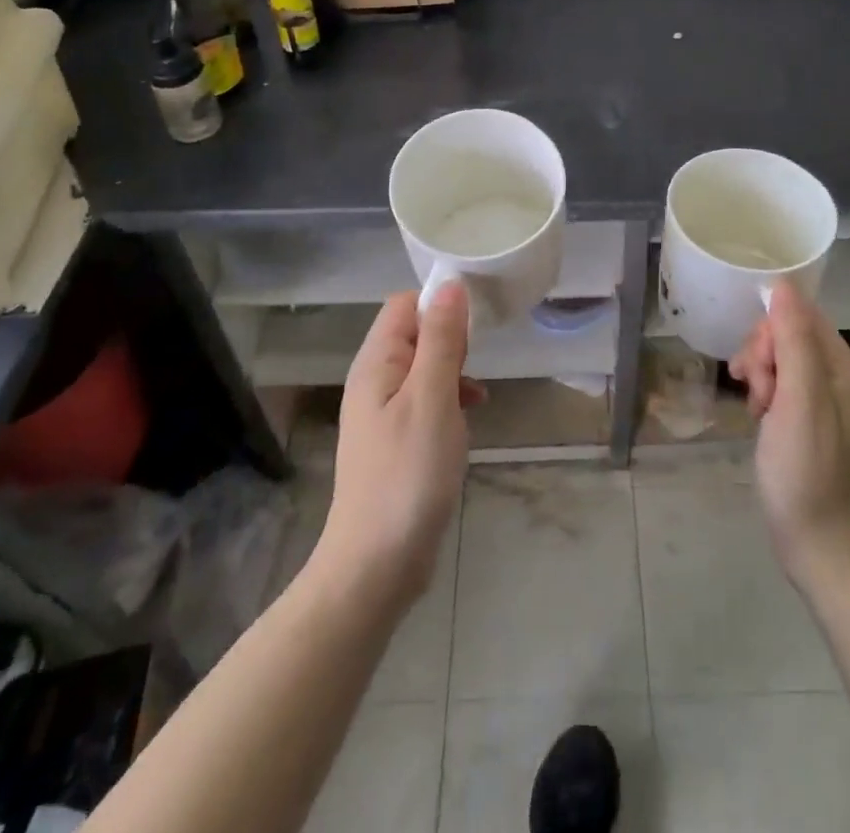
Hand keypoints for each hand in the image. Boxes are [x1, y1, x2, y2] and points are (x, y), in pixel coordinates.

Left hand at [315, 284, 482, 607]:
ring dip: (453, 371)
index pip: (404, 305)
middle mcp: (374, 380)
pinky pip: (426, 399)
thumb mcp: (432, 398)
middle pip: (415, 333)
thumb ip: (441, 340)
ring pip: (424, 367)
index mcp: (375, 363)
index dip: (439, 302)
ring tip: (475, 397)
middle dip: (450, 339)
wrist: (376, 565)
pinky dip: (449, 400)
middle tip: (476, 364)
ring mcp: (383, 412)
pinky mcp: (396, 440)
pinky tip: (468, 418)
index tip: (475, 321)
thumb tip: (450, 284)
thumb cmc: (407, 474)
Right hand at [729, 279, 849, 593]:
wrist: (825, 555)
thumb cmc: (808, 476)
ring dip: (761, 378)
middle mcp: (843, 382)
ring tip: (756, 411)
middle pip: (791, 338)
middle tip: (756, 395)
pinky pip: (785, 392)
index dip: (770, 332)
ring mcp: (830, 408)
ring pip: (784, 364)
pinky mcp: (815, 429)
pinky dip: (767, 400)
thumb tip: (783, 285)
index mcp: (846, 371)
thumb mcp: (799, 403)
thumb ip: (794, 341)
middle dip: (763, 357)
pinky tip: (760, 422)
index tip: (756, 369)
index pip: (802, 317)